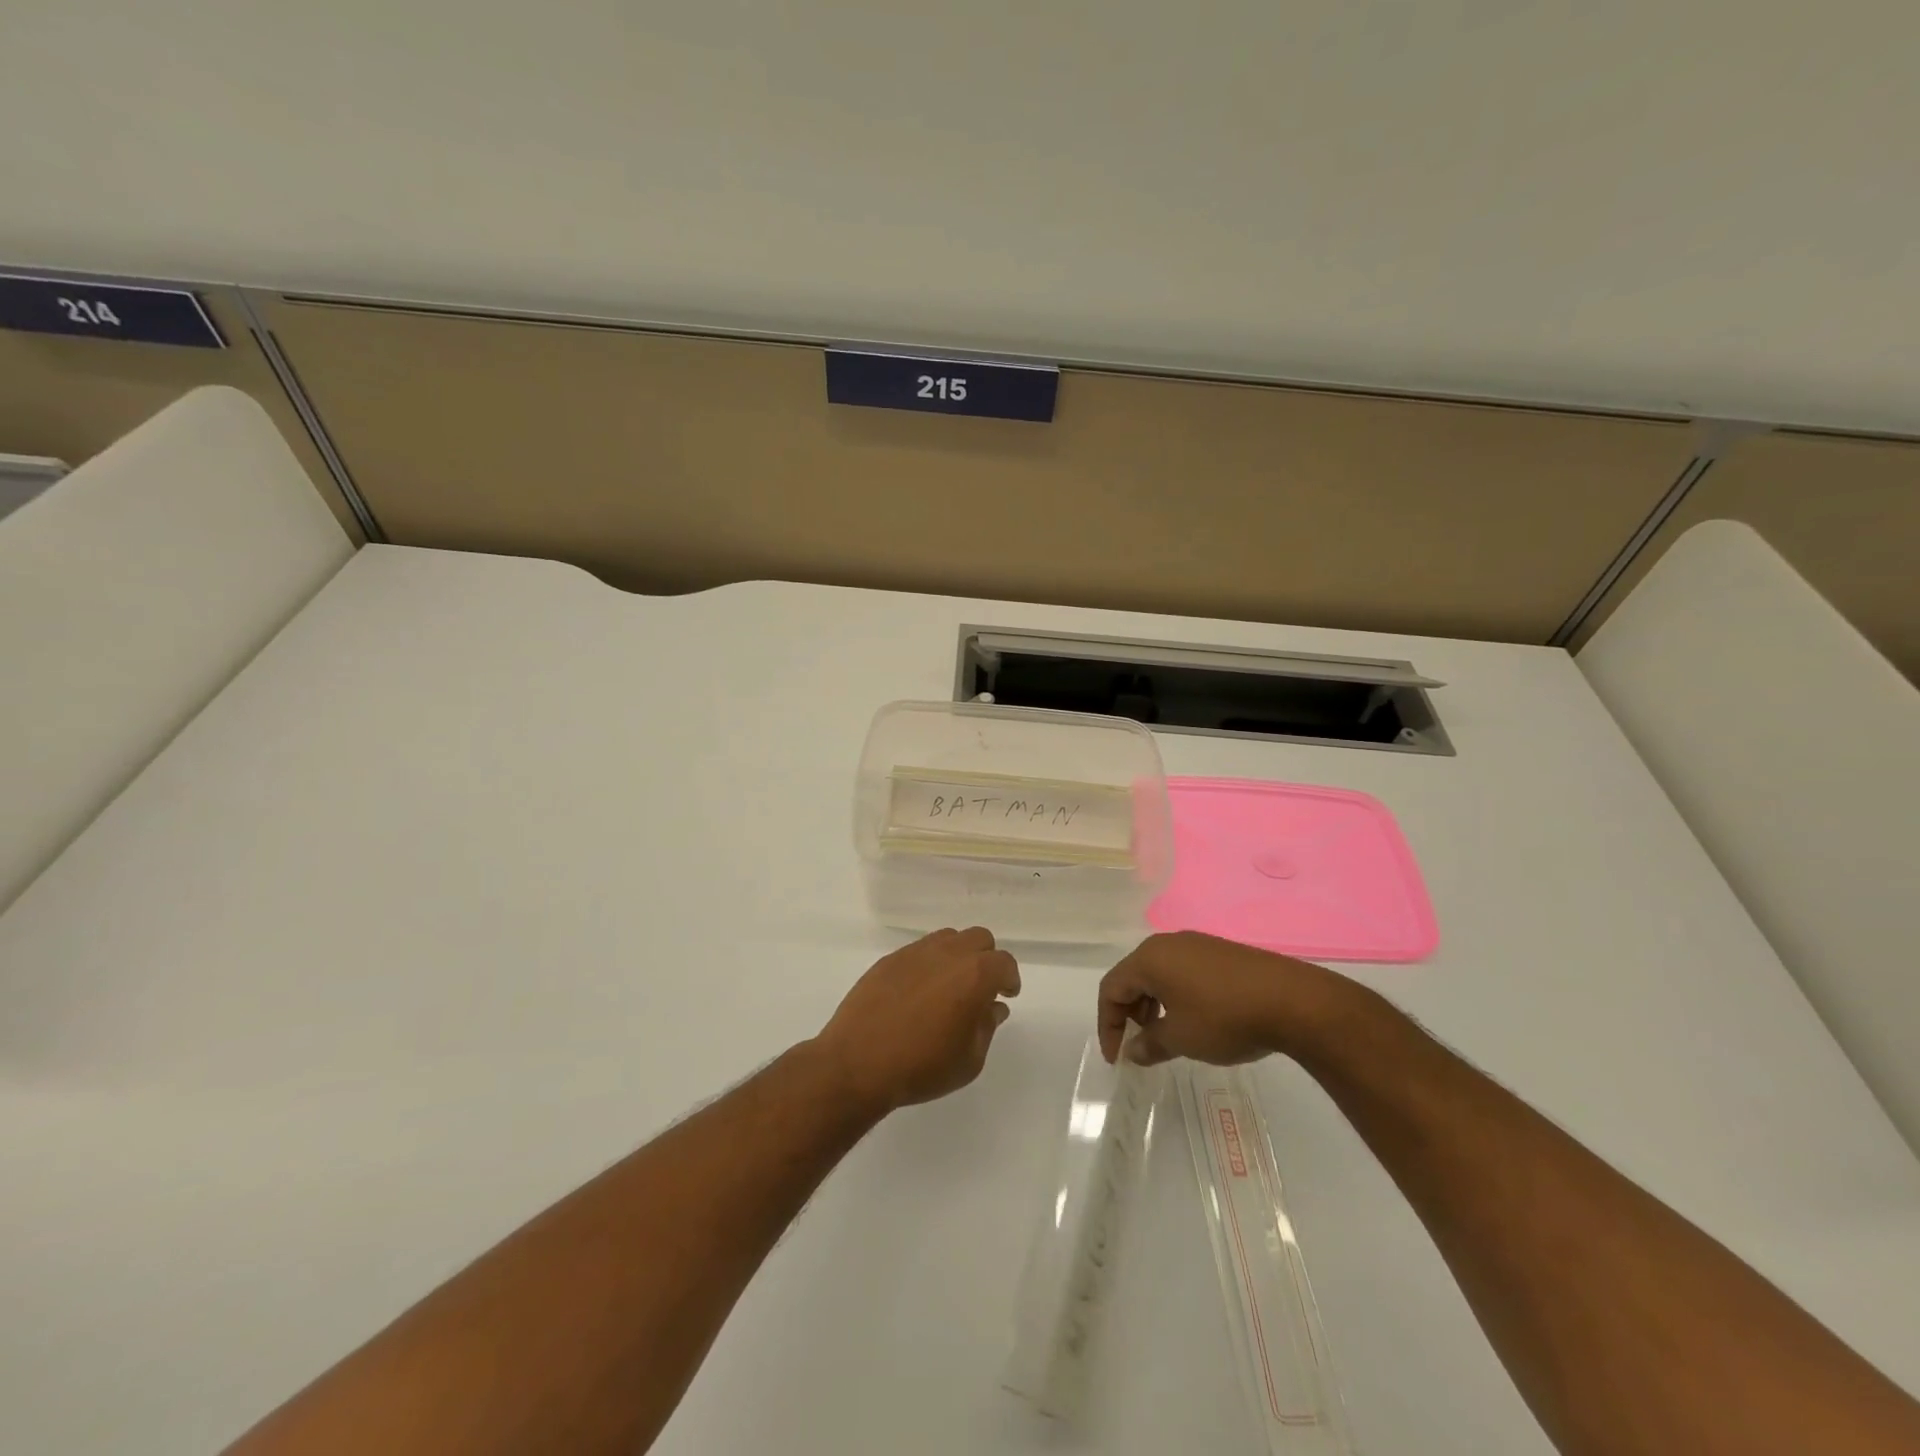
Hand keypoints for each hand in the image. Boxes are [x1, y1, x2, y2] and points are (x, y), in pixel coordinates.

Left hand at [814, 927, 1020, 1112]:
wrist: (858, 1062)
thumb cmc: (922, 1067)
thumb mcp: (969, 1060)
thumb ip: (987, 1028)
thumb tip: (993, 1007)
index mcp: (974, 975)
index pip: (1004, 963)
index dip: (1009, 979)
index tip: (1006, 995)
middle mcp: (947, 953)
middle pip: (979, 939)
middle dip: (986, 959)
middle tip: (981, 988)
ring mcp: (915, 952)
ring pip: (948, 938)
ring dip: (958, 956)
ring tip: (950, 987)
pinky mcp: (890, 959)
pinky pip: (919, 950)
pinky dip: (929, 963)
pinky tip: (919, 992)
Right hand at [1097, 931, 1344, 1066]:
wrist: (1292, 1001)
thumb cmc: (1224, 1018)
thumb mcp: (1181, 1039)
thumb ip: (1149, 1044)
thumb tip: (1133, 1050)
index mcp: (1149, 958)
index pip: (1111, 988)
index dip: (1107, 1025)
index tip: (1117, 1058)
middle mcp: (1167, 944)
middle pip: (1133, 977)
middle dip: (1129, 1013)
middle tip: (1140, 1046)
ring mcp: (1196, 944)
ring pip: (1159, 974)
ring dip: (1152, 1005)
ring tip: (1167, 1036)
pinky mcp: (1220, 952)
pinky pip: (1183, 972)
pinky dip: (1176, 996)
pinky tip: (1195, 1020)